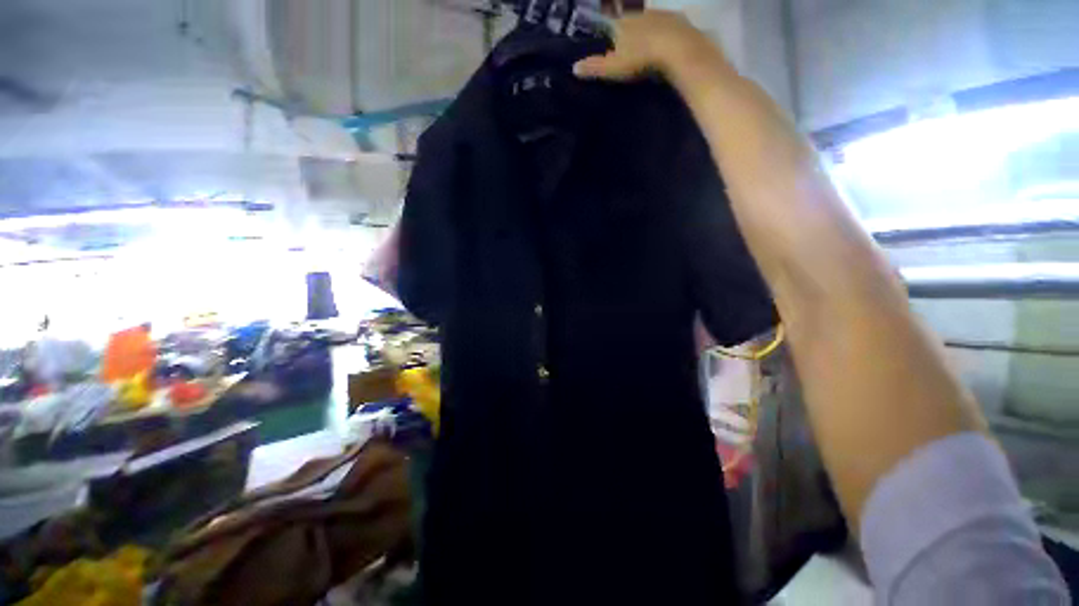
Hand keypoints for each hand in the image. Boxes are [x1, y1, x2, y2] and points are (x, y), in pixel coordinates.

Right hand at [573, 10, 720, 81]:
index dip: (612, 31)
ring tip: (648, 48)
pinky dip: (666, 34)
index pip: (613, 23)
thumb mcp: (613, 67)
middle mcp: (641, 13)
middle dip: (631, 30)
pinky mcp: (679, 21)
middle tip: (631, 48)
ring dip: (648, 31)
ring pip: (651, 21)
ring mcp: (662, 15)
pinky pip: (669, 26)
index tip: (612, 42)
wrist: (677, 49)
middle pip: (632, 20)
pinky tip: (666, 45)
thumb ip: (595, 67)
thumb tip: (574, 67)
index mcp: (623, 23)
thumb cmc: (641, 58)